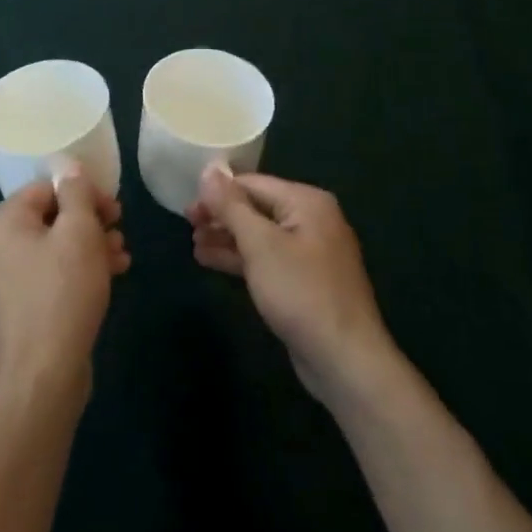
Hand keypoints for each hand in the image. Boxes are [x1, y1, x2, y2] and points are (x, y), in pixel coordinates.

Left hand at [0, 171, 128, 407]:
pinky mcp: (20, 310)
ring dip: (90, 247)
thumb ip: (77, 194)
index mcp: (4, 222)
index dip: (84, 192)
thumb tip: (70, 168)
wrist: (41, 378)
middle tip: (120, 230)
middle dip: (90, 221)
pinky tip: (111, 280)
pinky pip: (52, 276)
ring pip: (55, 248)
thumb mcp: (79, 233)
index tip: (114, 210)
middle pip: (51, 217)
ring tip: (122, 258)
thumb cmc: (61, 294)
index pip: (47, 187)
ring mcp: (6, 282)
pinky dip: (79, 272)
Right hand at [189, 168, 398, 407]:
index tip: (186, 208)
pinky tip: (211, 261)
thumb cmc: (300, 292)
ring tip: (193, 244)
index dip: (217, 193)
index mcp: (307, 202)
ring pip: (259, 235)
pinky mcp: (304, 281)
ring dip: (226, 238)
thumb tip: (208, 171)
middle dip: (221, 216)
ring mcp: (309, 252)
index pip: (252, 184)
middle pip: (256, 207)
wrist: (344, 360)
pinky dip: (240, 258)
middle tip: (187, 225)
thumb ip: (231, 206)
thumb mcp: (260, 244)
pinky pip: (266, 259)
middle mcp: (311, 220)